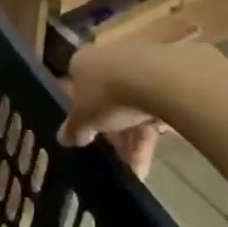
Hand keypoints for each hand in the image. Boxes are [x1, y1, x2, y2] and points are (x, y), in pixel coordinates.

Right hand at [59, 38, 227, 176]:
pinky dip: (151, 129)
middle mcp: (107, 56)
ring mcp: (138, 63)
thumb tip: (62, 139)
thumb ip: (73, 129)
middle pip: (106, 98)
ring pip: (132, 104)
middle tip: (117, 158)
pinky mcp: (165, 73)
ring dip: (134, 139)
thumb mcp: (83, 118)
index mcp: (81, 61)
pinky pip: (153, 105)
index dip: (81, 114)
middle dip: (112, 133)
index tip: (88, 137)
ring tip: (139, 170)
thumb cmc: (107, 94)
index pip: (76, 87)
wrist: (157, 78)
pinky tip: (153, 154)